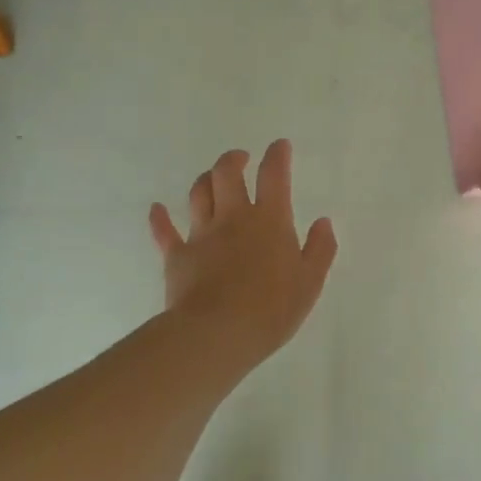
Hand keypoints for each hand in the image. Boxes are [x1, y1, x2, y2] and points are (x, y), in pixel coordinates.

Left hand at [149, 141, 336, 379]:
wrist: (217, 334)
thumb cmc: (271, 309)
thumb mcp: (310, 282)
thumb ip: (320, 249)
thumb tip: (324, 222)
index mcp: (270, 220)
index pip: (274, 176)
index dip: (277, 156)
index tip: (279, 146)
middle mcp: (234, 218)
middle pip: (227, 174)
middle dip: (234, 159)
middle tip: (241, 159)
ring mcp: (201, 235)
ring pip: (198, 194)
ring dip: (205, 180)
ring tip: (212, 179)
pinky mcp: (177, 256)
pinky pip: (164, 231)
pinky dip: (160, 218)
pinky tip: (156, 209)